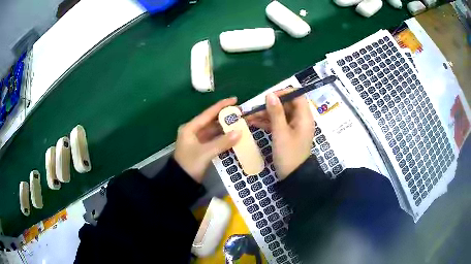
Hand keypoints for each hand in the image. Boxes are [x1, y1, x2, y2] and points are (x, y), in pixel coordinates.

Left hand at [174, 97, 241, 182]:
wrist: (181, 182)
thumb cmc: (190, 164)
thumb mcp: (206, 153)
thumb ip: (222, 142)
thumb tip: (239, 132)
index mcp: (190, 128)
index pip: (208, 113)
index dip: (221, 106)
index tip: (235, 100)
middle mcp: (193, 131)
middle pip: (211, 121)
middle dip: (225, 117)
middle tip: (240, 113)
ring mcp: (197, 140)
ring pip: (213, 130)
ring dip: (225, 128)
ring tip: (239, 123)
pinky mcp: (201, 148)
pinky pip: (214, 139)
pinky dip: (223, 137)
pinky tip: (233, 136)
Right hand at [248, 90, 314, 179]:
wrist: (293, 176)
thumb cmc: (289, 154)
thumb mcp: (281, 132)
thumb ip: (276, 112)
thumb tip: (270, 94)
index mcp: (304, 117)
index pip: (297, 96)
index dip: (283, 93)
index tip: (268, 97)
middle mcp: (300, 119)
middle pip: (286, 105)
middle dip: (270, 105)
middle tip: (254, 109)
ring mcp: (294, 127)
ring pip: (280, 114)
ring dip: (265, 114)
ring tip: (249, 116)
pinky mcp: (287, 133)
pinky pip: (277, 123)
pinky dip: (267, 122)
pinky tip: (253, 122)